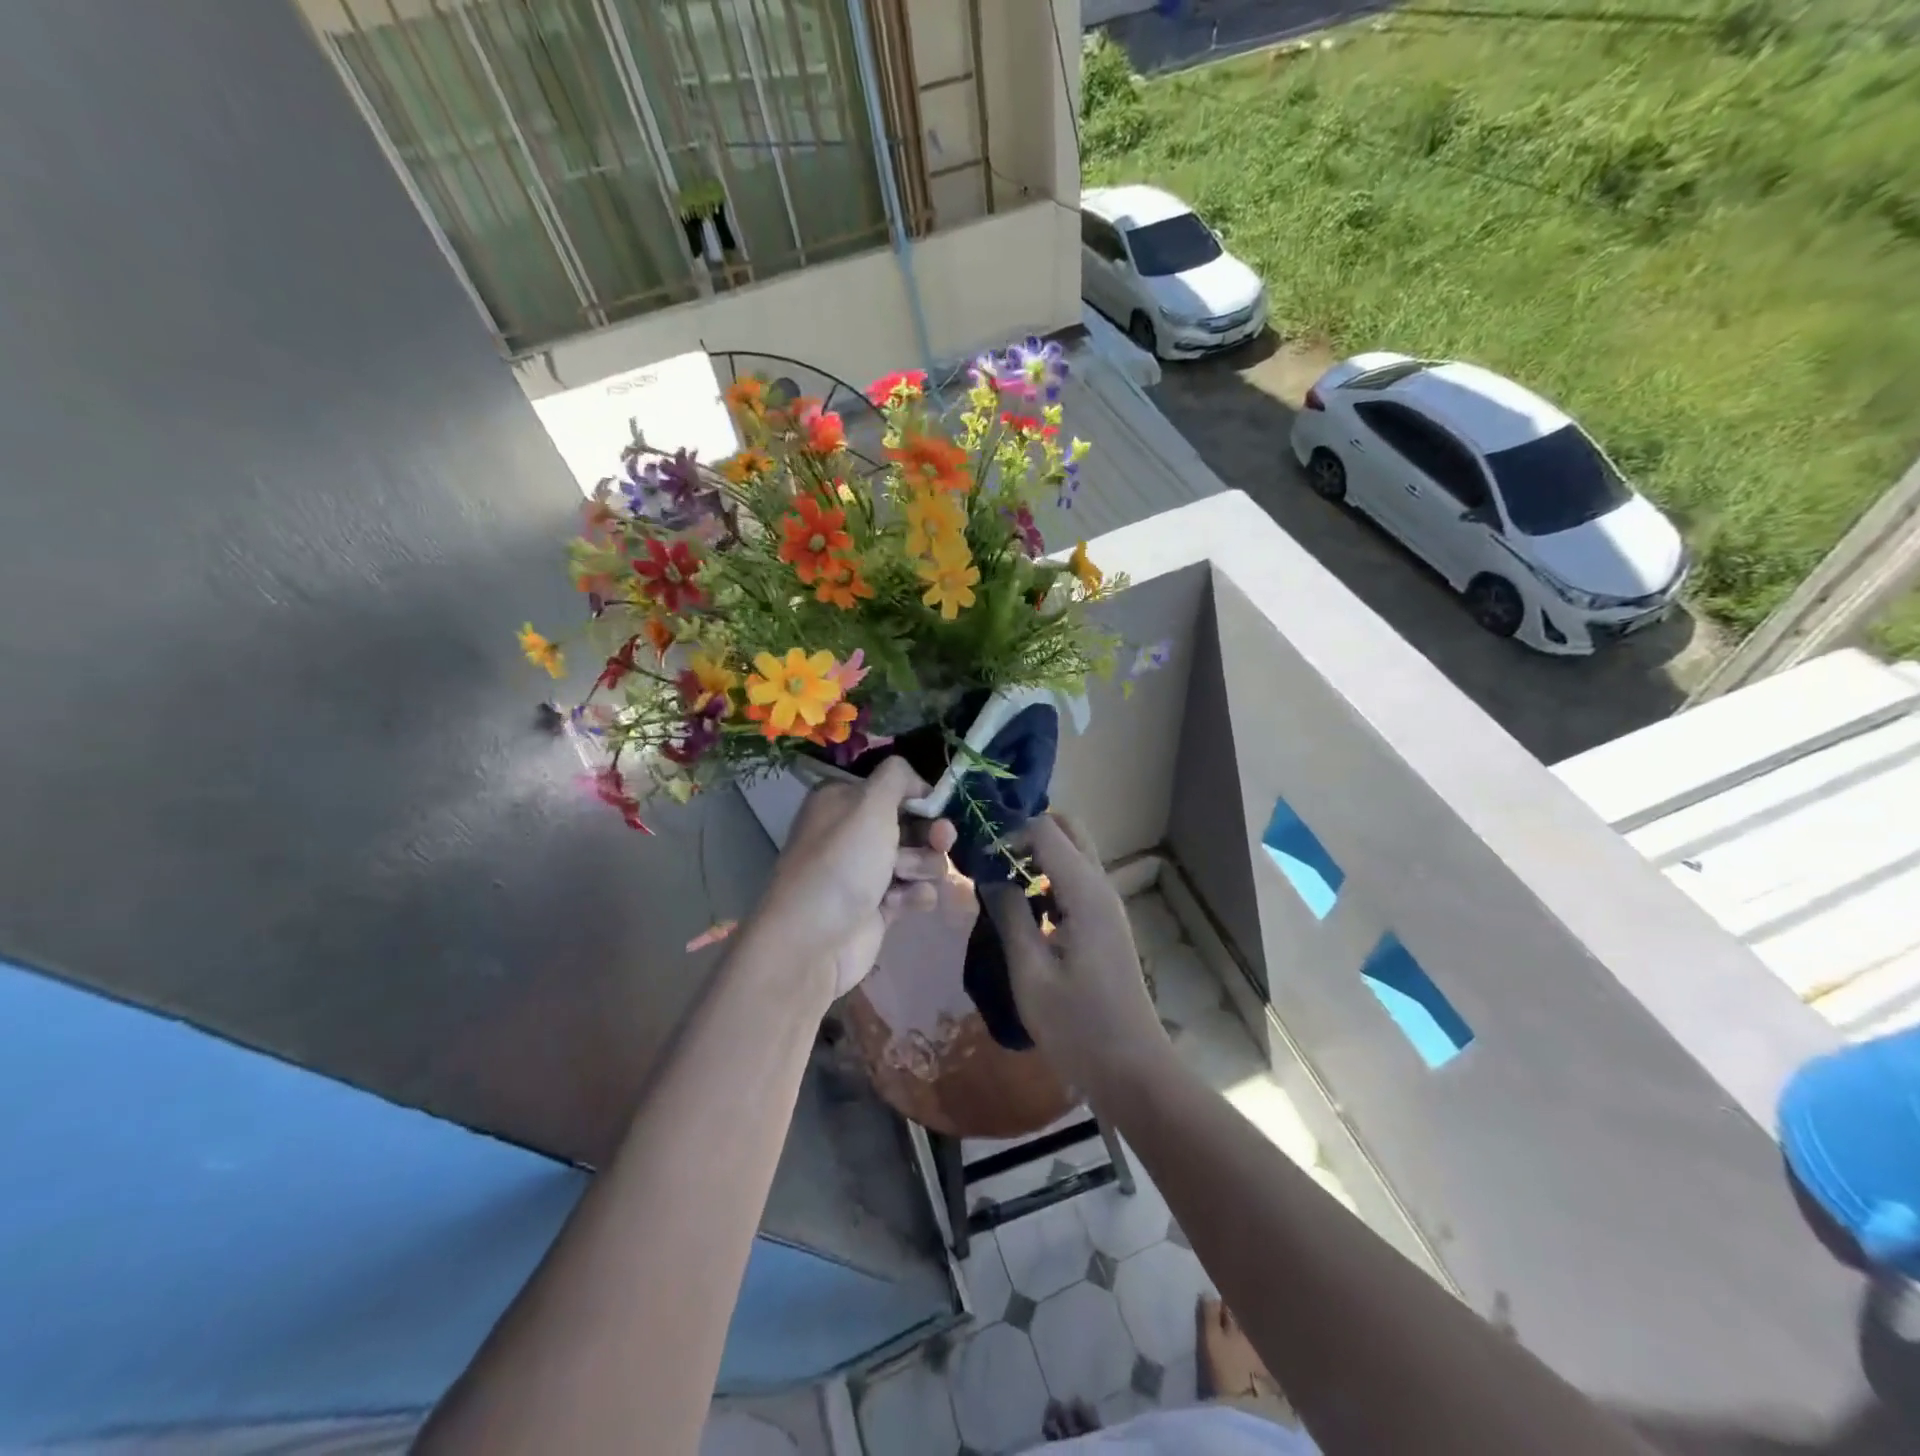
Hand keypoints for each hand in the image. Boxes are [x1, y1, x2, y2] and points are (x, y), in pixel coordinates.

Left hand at [761, 757, 957, 998]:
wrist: (813, 939)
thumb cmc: (842, 861)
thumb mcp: (870, 803)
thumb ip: (898, 777)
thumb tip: (916, 780)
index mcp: (843, 800)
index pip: (894, 787)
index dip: (920, 797)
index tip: (937, 806)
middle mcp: (853, 831)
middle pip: (913, 823)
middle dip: (930, 834)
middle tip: (941, 841)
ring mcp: (866, 870)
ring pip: (919, 858)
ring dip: (921, 866)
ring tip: (904, 879)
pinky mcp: (879, 905)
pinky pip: (913, 891)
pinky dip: (912, 896)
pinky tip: (897, 905)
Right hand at [980, 814, 1171, 1098]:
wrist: (1133, 1070)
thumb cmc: (1077, 1026)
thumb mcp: (1030, 972)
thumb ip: (1009, 915)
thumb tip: (989, 874)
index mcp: (1084, 892)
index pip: (1046, 829)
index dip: (1009, 832)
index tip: (977, 855)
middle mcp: (1101, 887)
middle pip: (1068, 830)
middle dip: (1028, 833)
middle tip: (992, 858)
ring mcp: (1107, 906)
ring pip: (1074, 854)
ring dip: (1039, 855)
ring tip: (1000, 881)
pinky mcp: (1106, 924)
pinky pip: (1077, 881)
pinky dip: (1050, 879)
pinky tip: (1026, 910)